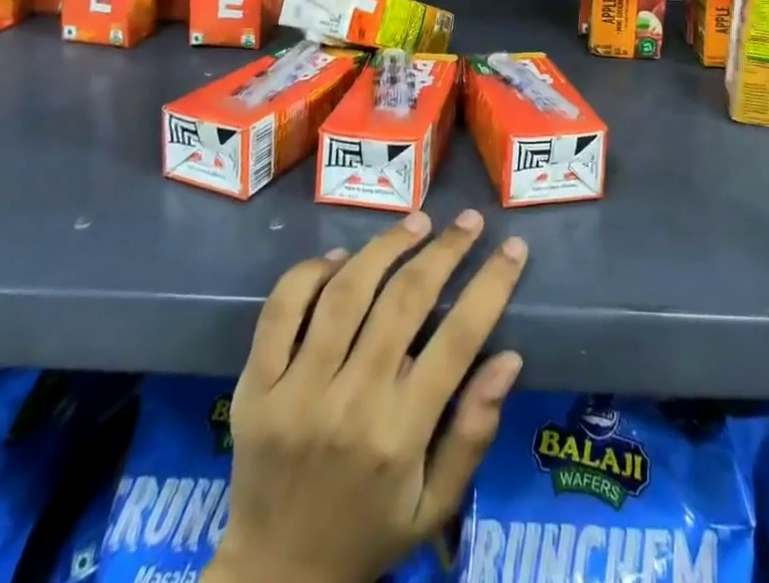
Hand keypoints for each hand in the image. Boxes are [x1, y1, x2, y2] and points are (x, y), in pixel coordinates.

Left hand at [207, 210, 527, 582]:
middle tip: (469, 221)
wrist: (274, 579)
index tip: (512, 248)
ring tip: (417, 222)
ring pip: (346, 292)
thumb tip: (510, 358)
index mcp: (399, 434)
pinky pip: (282, 308)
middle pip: (404, 300)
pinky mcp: (256, 385)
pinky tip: (341, 257)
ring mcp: (296, 390)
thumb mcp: (435, 505)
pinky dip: (312, 272)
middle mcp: (350, 403)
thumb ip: (474, 433)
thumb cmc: (368, 534)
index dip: (490, 286)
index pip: (457, 339)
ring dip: (386, 247)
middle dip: (444, 250)